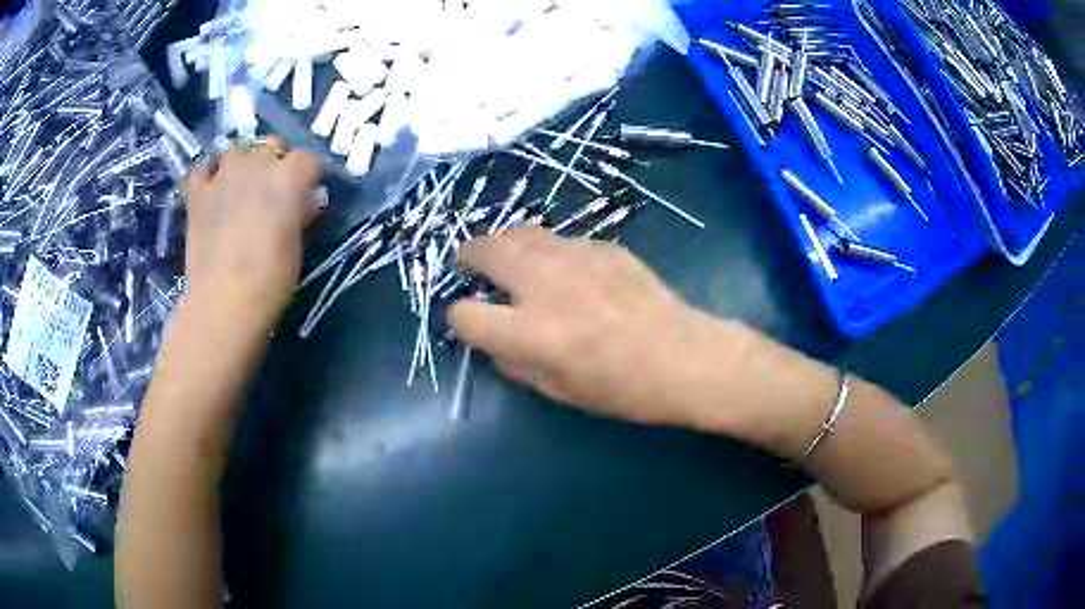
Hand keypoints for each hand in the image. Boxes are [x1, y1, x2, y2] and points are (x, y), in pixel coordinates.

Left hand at [183, 137, 325, 320]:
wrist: (226, 298)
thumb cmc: (272, 277)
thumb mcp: (298, 242)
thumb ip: (302, 212)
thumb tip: (308, 201)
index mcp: (288, 176)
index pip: (309, 158)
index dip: (312, 173)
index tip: (312, 189)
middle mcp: (257, 164)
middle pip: (272, 146)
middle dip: (276, 162)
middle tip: (274, 189)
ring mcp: (223, 175)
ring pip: (236, 150)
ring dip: (242, 162)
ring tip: (240, 184)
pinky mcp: (198, 193)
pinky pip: (202, 169)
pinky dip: (208, 175)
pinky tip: (211, 188)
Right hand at [448, 228, 726, 426]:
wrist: (686, 357)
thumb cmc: (624, 389)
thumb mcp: (559, 392)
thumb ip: (515, 364)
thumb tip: (494, 342)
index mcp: (532, 333)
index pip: (465, 314)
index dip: (460, 320)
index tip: (471, 323)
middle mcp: (546, 285)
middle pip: (485, 250)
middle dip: (468, 257)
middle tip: (471, 266)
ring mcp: (577, 258)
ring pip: (520, 232)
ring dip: (504, 245)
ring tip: (510, 261)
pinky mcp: (603, 246)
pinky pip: (559, 240)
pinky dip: (548, 252)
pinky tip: (567, 272)